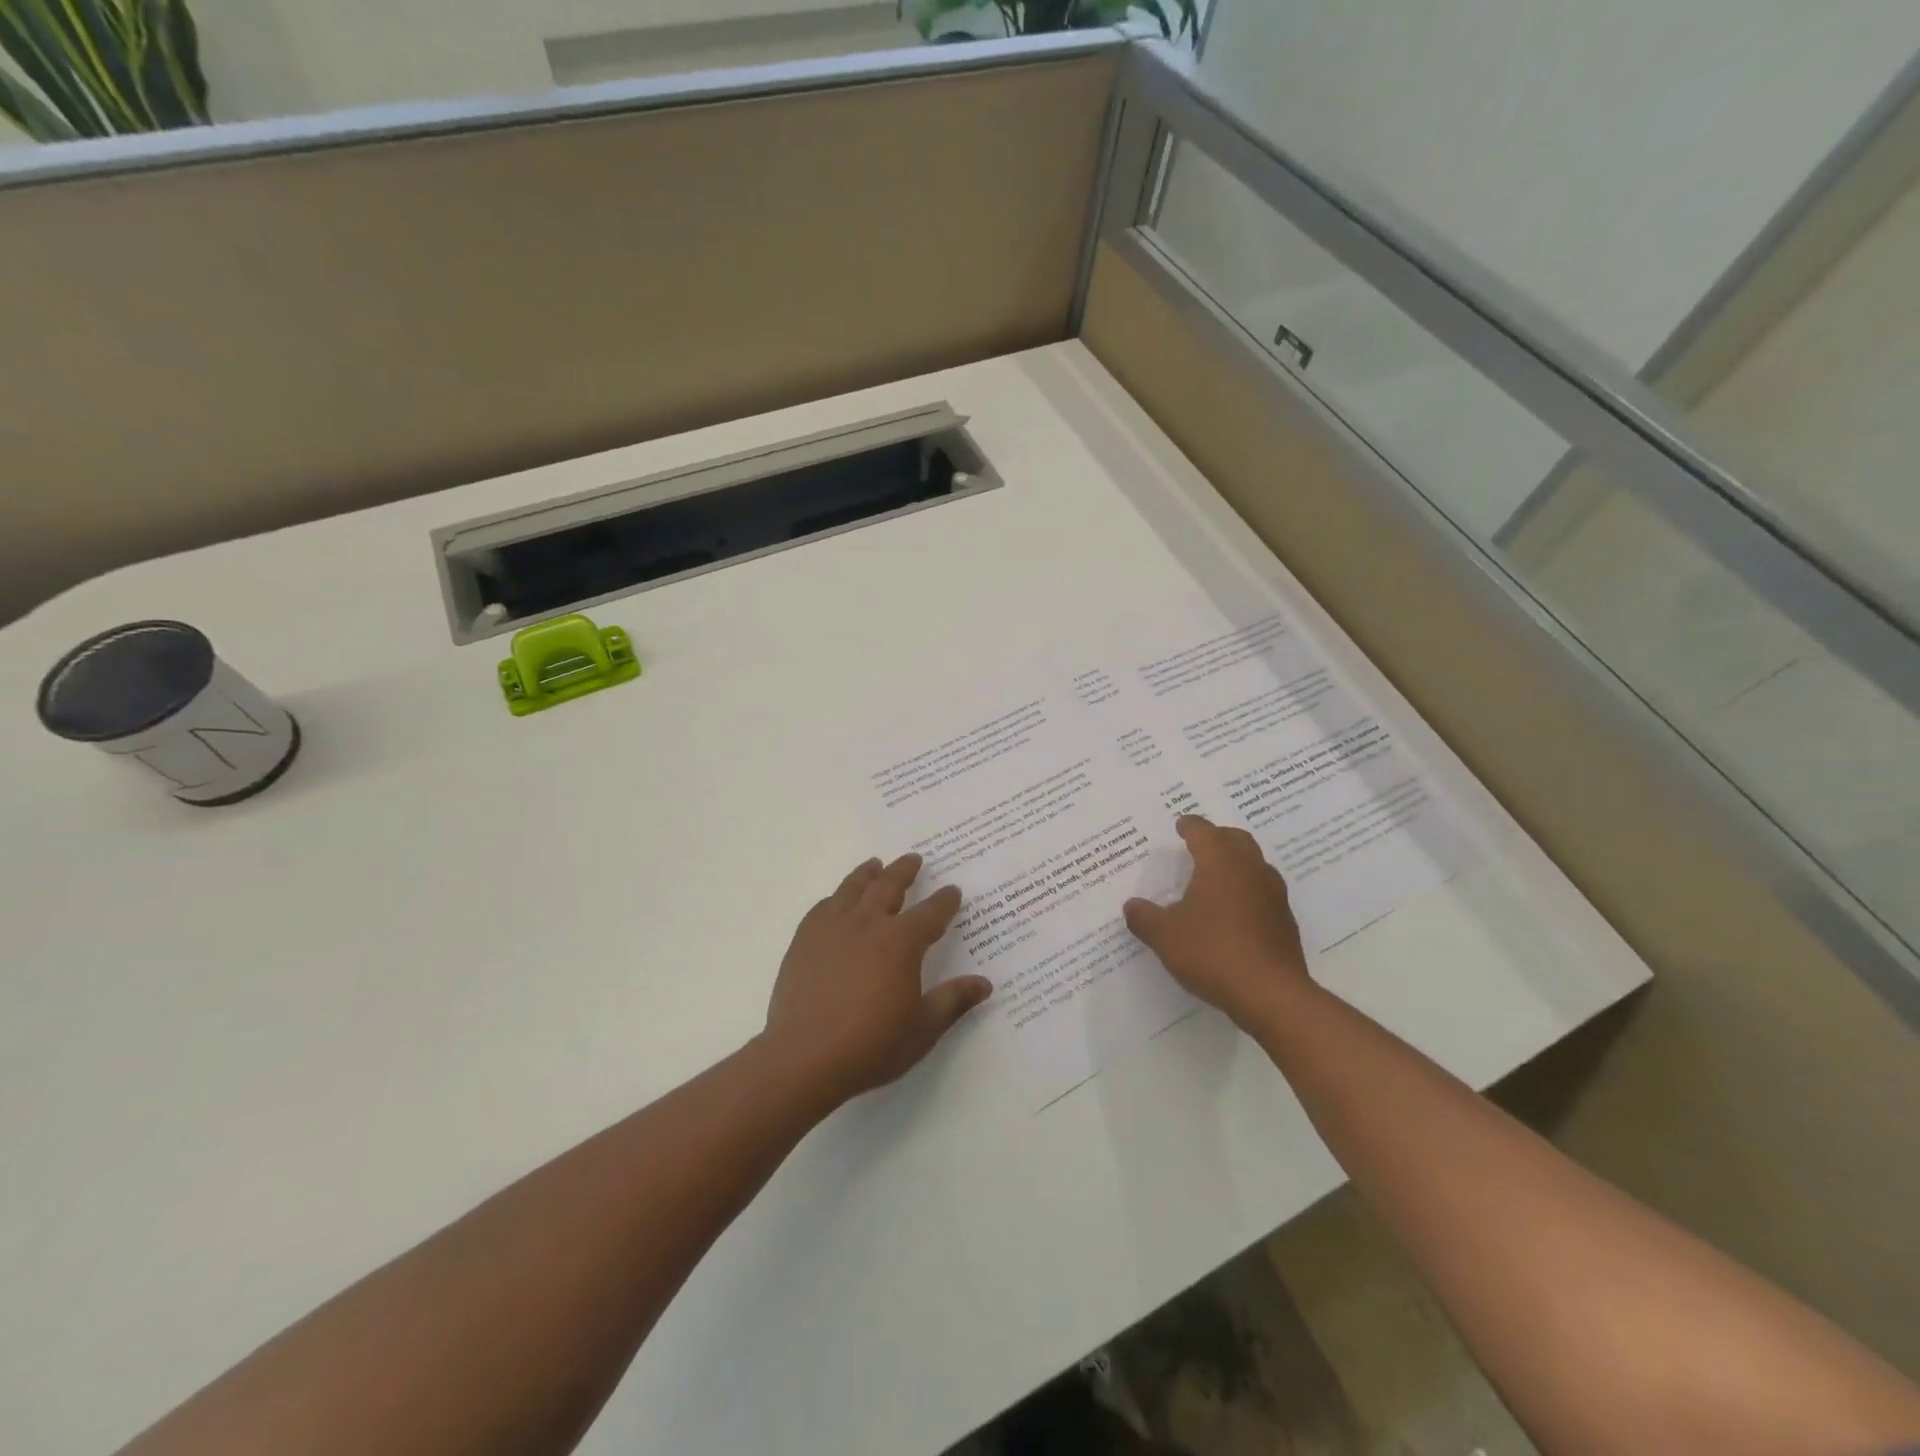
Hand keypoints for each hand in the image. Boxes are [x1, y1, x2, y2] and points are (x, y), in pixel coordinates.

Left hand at [763, 854, 991, 1106]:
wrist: (805, 1056)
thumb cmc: (872, 1044)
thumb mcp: (923, 1028)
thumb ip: (953, 1000)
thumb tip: (984, 983)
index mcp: (902, 942)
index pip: (931, 913)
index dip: (944, 901)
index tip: (952, 891)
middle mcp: (868, 924)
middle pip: (889, 886)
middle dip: (905, 871)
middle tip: (914, 859)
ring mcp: (832, 928)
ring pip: (853, 889)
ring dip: (868, 874)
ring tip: (875, 864)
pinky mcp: (805, 940)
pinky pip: (823, 908)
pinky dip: (836, 898)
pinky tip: (836, 900)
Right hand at [1122, 815, 1310, 1030]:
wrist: (1271, 994)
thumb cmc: (1212, 952)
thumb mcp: (1165, 936)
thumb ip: (1144, 917)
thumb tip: (1132, 906)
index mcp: (1220, 863)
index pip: (1204, 831)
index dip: (1189, 826)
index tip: (1181, 825)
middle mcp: (1250, 870)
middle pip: (1236, 840)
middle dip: (1217, 837)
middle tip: (1199, 845)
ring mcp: (1273, 895)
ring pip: (1254, 864)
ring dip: (1236, 863)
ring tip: (1215, 877)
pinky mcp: (1285, 921)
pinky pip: (1263, 892)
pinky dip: (1247, 891)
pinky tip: (1233, 913)